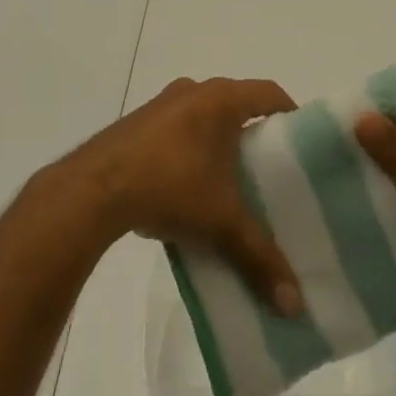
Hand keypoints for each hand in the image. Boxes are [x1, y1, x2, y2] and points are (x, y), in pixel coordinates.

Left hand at [60, 77, 304, 316]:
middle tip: (271, 170)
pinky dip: (190, 149)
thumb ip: (260, 258)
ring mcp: (161, 104)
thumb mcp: (222, 223)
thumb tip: (295, 305)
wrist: (93, 189)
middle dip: (254, 133)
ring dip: (218, 141)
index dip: (291, 114)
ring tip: (231, 183)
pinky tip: (189, 187)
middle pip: (236, 104)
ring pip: (203, 117)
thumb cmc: (170, 186)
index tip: (303, 144)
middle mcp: (193, 90)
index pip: (270, 93)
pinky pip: (176, 129)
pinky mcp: (137, 123)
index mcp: (221, 99)